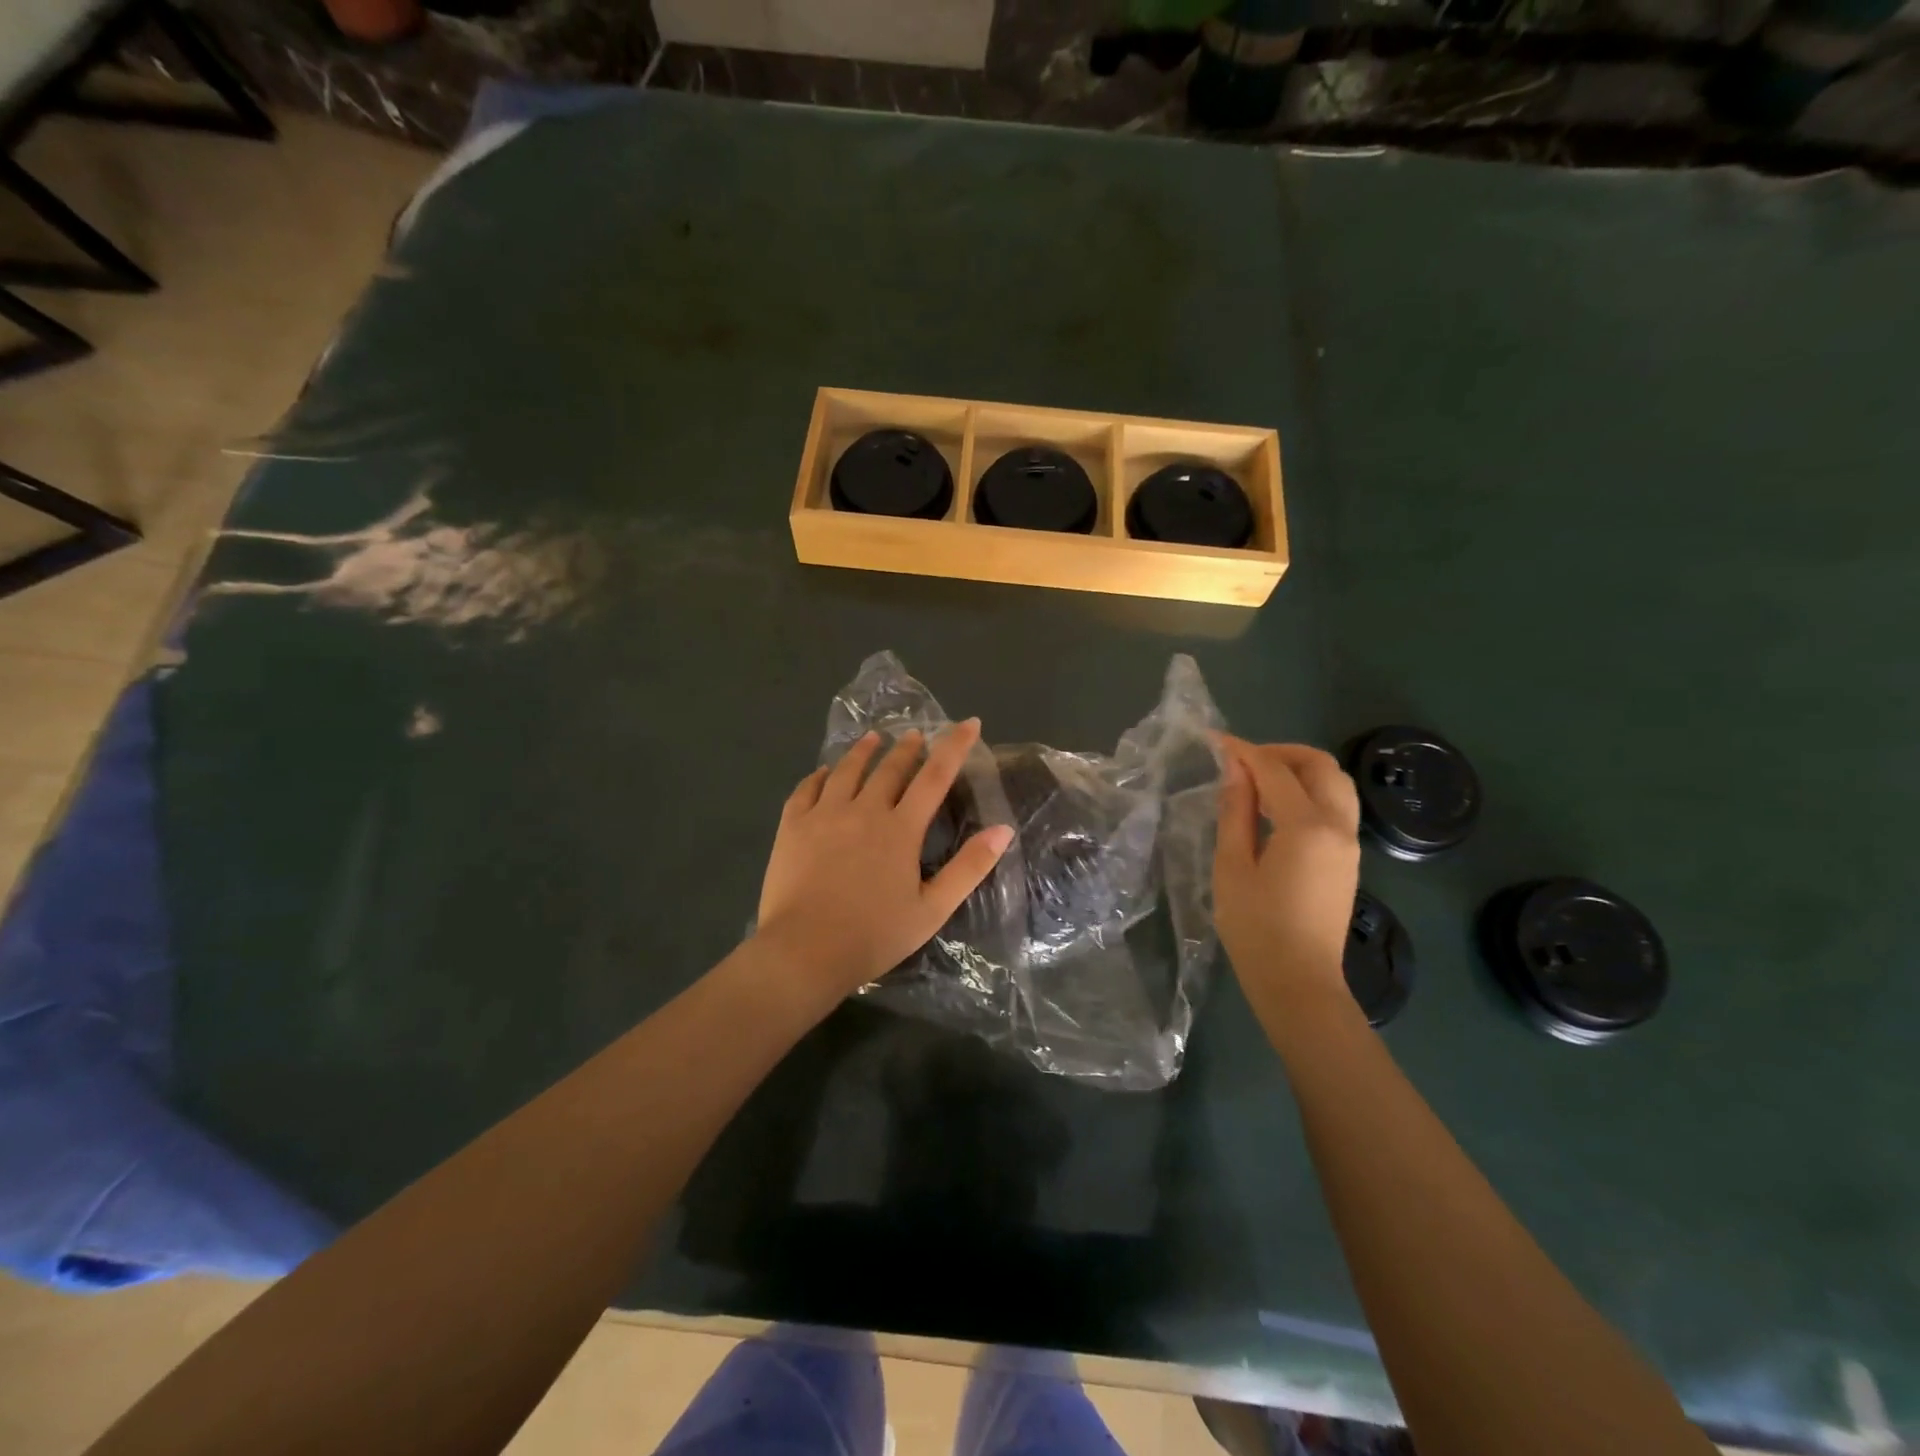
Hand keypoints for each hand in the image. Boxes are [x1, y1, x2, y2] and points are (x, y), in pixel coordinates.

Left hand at [757, 720, 1014, 996]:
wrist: (805, 951)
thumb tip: (1004, 829)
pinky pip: (807, 789)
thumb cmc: (874, 935)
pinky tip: (824, 772)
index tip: (969, 722)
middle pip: (890, 768)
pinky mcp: (793, 826)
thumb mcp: (932, 909)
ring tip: (873, 738)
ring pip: (847, 771)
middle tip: (916, 734)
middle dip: (908, 747)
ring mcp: (824, 815)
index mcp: (901, 829)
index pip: (935, 776)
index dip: (955, 746)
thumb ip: (969, 867)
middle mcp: (864, 810)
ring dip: (864, 751)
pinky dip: (820, 775)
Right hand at [1213, 736, 1360, 1010]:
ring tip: (1258, 782)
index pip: (1276, 771)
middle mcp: (1338, 826)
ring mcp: (1349, 844)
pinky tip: (1275, 809)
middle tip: (1243, 760)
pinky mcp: (1348, 860)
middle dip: (1282, 752)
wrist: (1299, 983)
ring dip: (1300, 770)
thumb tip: (1235, 771)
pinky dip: (1308, 792)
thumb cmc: (1256, 928)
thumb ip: (1235, 812)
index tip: (1216, 741)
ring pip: (1336, 784)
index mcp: (1307, 827)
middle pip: (1321, 766)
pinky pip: (1335, 807)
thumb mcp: (1232, 866)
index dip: (1245, 751)